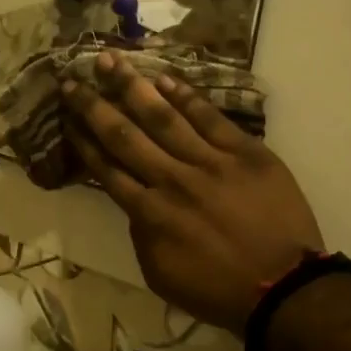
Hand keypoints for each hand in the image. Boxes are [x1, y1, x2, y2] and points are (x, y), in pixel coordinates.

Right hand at [63, 54, 322, 334]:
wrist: (284, 289)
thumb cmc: (218, 290)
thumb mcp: (161, 274)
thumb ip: (141, 235)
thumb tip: (134, 203)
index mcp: (149, 214)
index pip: (107, 169)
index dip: (83, 141)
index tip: (66, 117)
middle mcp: (171, 180)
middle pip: (124, 136)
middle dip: (93, 105)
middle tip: (71, 78)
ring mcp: (210, 163)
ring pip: (163, 118)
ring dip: (132, 87)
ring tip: (110, 60)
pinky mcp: (245, 153)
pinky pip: (210, 118)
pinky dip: (186, 97)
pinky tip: (164, 78)